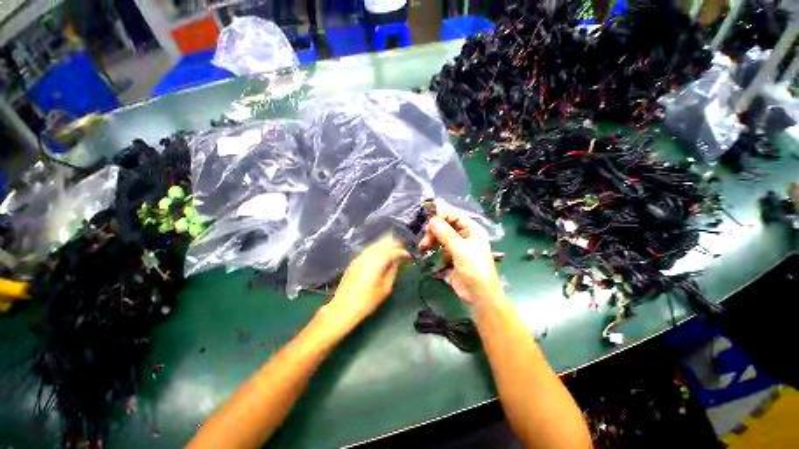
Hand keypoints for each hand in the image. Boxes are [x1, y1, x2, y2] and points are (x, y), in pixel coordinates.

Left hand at [322, 234, 409, 331]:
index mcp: (377, 261)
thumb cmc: (368, 301)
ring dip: (386, 246)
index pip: (393, 250)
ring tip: (394, 252)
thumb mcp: (385, 288)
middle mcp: (368, 255)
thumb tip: (398, 261)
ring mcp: (360, 256)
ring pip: (376, 244)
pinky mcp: (354, 261)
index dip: (403, 253)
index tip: (409, 258)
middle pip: (384, 242)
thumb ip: (393, 271)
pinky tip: (381, 256)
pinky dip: (378, 249)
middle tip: (402, 252)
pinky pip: (369, 249)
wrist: (343, 308)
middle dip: (395, 245)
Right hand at [419, 213, 503, 303]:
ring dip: (432, 240)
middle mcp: (465, 236)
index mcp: (472, 230)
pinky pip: (441, 249)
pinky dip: (434, 250)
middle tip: (424, 241)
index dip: (441, 218)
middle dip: (434, 232)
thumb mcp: (460, 249)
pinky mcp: (453, 258)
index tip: (428, 225)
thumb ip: (445, 233)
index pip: (455, 216)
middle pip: (446, 227)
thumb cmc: (474, 268)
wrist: (479, 294)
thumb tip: (432, 220)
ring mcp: (459, 247)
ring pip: (442, 238)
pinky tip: (429, 254)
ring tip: (423, 248)